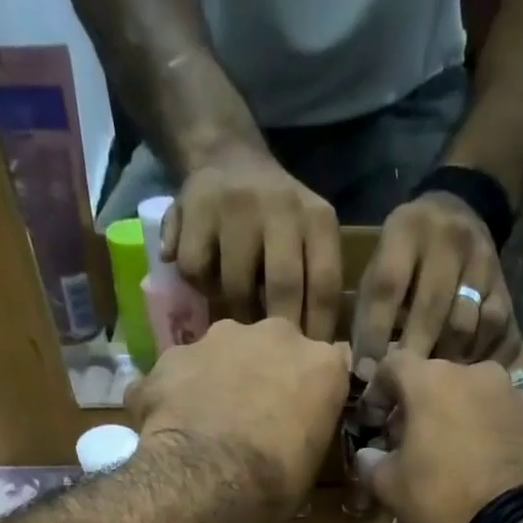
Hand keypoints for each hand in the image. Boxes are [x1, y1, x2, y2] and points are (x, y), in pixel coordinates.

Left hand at [125, 318, 350, 511]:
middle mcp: (277, 336)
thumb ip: (307, 435)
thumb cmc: (274, 483)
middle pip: (275, 349)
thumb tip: (294, 441)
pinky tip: (174, 426)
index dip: (312, 394)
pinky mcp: (176, 353)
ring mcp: (222, 337)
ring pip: (226, 352)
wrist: (206, 479)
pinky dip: (180, 393)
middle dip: (266, 375)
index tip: (302, 418)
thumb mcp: (309, 468)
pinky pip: (182, 371)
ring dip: (222, 377)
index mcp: (322, 364)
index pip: (327, 370)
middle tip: (255, 418)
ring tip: (210, 422)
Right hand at [164, 147, 342, 339]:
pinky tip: (204, 287)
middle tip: (268, 357)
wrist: (228, 156)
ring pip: (236, 285)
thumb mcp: (309, 240)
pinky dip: (199, 287)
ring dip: (235, 313)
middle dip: (276, 330)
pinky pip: (197, 270)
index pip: (324, 286)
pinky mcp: (196, 206)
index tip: (308, 366)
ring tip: (235, 324)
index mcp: (318, 219)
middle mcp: (282, 206)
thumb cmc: (277, 222)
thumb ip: (315, 285)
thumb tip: (326, 355)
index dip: (317, 333)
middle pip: (282, 287)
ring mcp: (238, 204)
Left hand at [351, 193, 521, 371]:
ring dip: (446, 361)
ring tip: (432, 386)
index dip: (375, 335)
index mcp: (407, 229)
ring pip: (467, 326)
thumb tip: (366, 374)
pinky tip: (464, 375)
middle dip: (413, 354)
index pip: (388, 287)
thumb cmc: (405, 256)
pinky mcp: (507, 288)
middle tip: (400, 390)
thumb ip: (370, 310)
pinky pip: (499, 333)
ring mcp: (486, 263)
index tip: (367, 374)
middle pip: (432, 309)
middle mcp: (451, 240)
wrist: (461, 210)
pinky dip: (480, 359)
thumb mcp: (380, 265)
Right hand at [353, 355, 522, 522]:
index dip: (377, 392)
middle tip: (408, 444)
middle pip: (435, 381)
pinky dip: (484, 431)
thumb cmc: (442, 499)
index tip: (373, 422)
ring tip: (448, 455)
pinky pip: (498, 416)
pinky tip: (479, 464)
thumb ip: (370, 463)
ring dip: (453, 417)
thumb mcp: (391, 487)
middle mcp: (474, 373)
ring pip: (470, 397)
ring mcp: (511, 393)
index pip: (393, 365)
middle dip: (418, 407)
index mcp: (432, 380)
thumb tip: (366, 455)